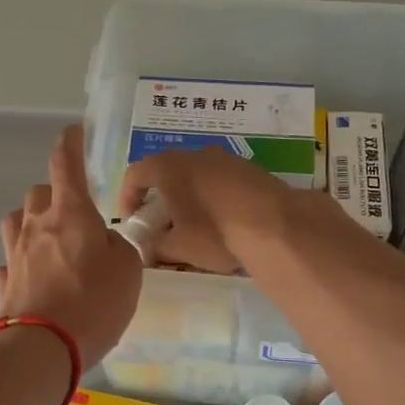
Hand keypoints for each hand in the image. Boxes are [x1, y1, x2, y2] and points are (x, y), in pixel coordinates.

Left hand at [0, 125, 143, 364]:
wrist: (41, 348)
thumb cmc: (94, 302)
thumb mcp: (129, 271)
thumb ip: (121, 248)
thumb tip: (106, 242)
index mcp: (71, 213)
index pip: (66, 163)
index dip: (71, 143)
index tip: (75, 133)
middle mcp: (36, 225)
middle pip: (38, 192)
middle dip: (54, 194)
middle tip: (74, 214)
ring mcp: (14, 254)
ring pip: (16, 222)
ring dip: (31, 224)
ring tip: (50, 243)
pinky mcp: (3, 284)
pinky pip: (9, 263)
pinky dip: (20, 265)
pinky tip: (32, 280)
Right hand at [118, 148, 293, 274]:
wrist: (276, 224)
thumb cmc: (215, 232)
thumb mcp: (178, 247)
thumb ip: (155, 247)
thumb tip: (146, 250)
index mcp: (168, 167)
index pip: (135, 174)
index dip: (128, 197)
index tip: (132, 220)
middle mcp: (194, 154)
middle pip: (166, 171)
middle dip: (160, 197)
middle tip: (161, 223)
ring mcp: (225, 158)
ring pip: (195, 174)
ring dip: (188, 195)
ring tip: (193, 224)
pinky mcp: (249, 168)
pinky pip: (220, 179)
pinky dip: (212, 195)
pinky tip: (221, 220)